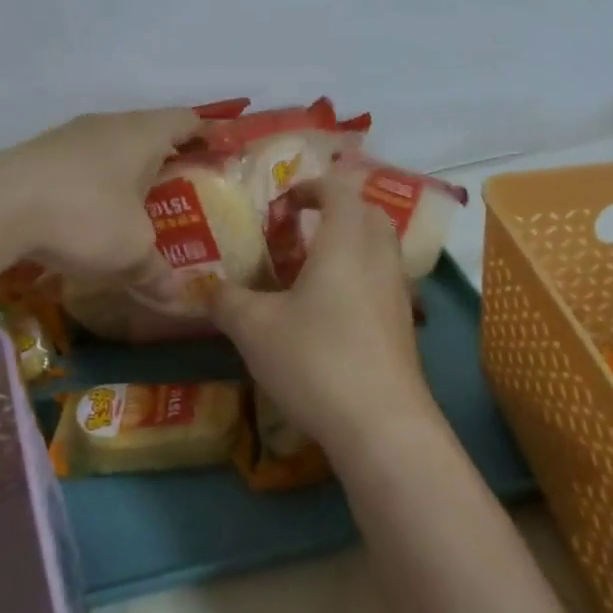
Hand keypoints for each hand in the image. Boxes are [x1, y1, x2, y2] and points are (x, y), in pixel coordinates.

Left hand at [0, 108, 201, 284]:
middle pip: (148, 132)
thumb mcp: (131, 251)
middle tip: (181, 192)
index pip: (187, 119)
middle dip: (165, 160)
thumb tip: (175, 295)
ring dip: (125, 174)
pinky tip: (88, 217)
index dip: (207, 134)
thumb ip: (157, 271)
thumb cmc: (84, 216)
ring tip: (135, 209)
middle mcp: (107, 124)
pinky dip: (93, 186)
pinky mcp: (37, 156)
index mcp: (142, 133)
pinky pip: (80, 165)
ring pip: (110, 149)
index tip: (220, 153)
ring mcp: (68, 137)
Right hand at [210, 180, 436, 459]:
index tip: (283, 203)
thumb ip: (226, 300)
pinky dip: (358, 279)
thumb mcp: (254, 327)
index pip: (339, 190)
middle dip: (337, 210)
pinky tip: (329, 313)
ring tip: (310, 271)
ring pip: (380, 250)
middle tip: (300, 229)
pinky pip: (382, 284)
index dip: (311, 187)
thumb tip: (208, 289)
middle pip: (369, 214)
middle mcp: (379, 259)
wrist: (382, 426)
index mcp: (345, 242)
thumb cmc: (315, 359)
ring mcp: (398, 295)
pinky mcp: (403, 329)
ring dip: (350, 246)